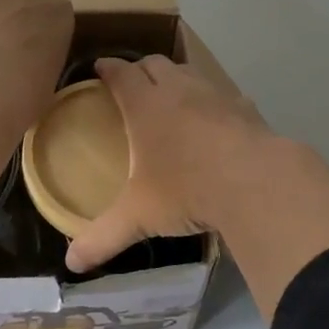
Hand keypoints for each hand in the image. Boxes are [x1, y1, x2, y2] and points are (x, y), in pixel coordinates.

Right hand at [65, 56, 277, 273]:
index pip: (121, 74)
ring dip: (177, 79)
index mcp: (146, 106)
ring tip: (172, 99)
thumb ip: (104, 237)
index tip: (100, 67)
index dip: (108, 68)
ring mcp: (216, 95)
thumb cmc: (187, 190)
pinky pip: (223, 96)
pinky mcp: (246, 109)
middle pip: (155, 64)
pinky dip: (212, 102)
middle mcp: (180, 90)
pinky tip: (215, 123)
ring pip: (190, 73)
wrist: (256, 182)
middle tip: (133, 84)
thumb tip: (72, 264)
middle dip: (141, 69)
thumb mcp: (139, 217)